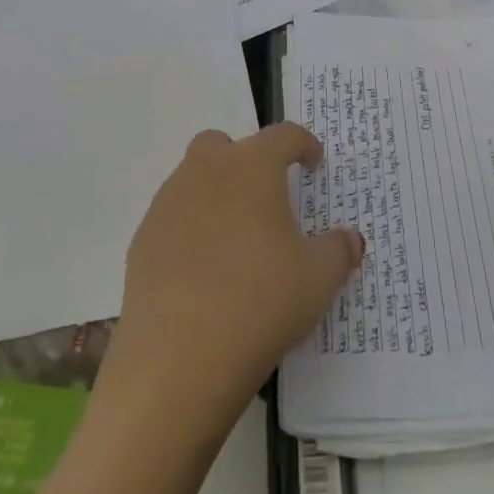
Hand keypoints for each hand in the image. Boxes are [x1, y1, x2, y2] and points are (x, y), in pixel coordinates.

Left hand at [106, 124, 362, 422]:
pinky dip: (191, 229)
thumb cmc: (261, 302)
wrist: (178, 357)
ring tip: (236, 239)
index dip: (304, 145)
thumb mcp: (319, 279)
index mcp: (252, 166)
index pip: (284, 136)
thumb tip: (351, 239)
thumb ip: (340, 250)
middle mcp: (206, 171)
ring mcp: (168, 204)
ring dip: (216, 194)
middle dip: (246, 160)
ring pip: (193, 179)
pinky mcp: (142, 240)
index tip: (314, 163)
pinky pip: (173, 218)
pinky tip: (204, 270)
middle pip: (224, 145)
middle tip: (267, 197)